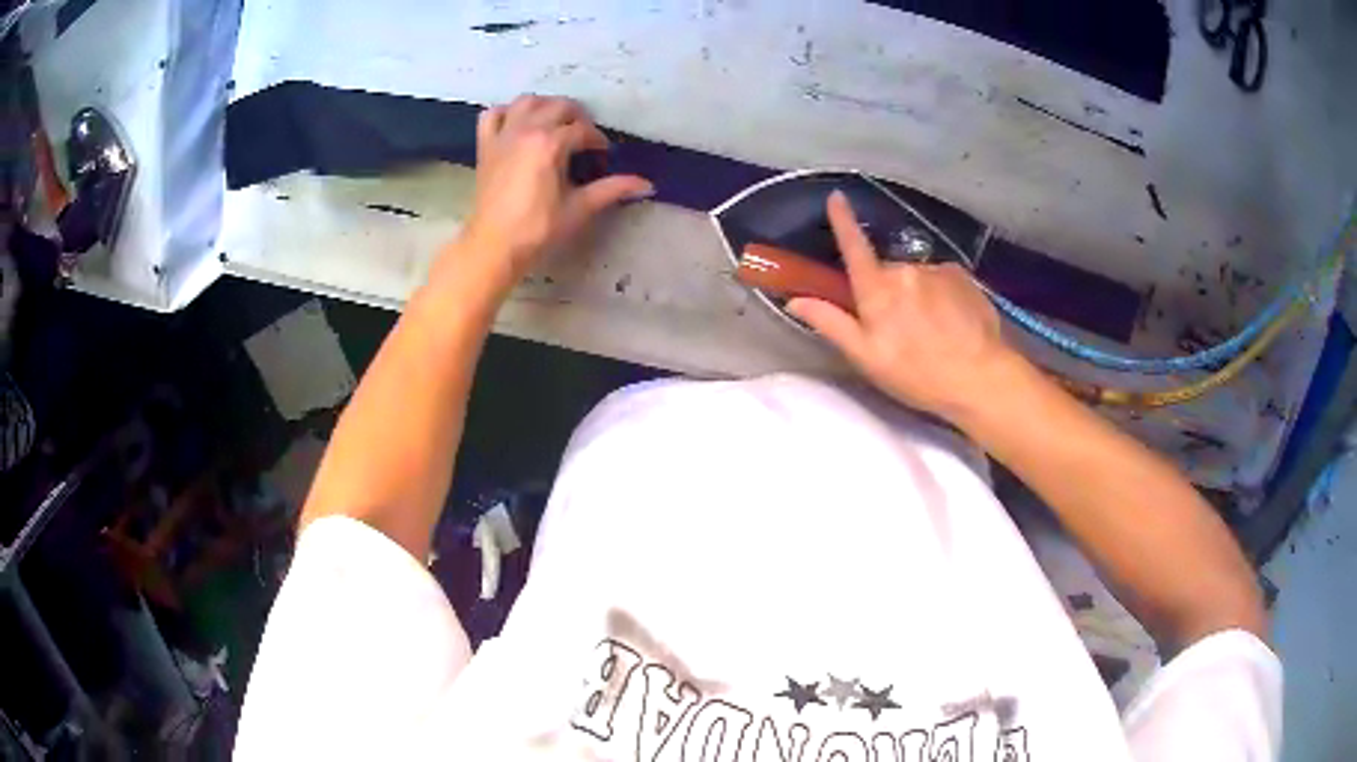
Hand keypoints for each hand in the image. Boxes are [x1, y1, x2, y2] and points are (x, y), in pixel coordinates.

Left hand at [457, 94, 653, 288]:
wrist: (494, 245)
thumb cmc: (538, 228)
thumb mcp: (580, 207)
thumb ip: (613, 189)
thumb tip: (647, 184)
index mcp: (551, 143)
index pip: (583, 130)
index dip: (597, 141)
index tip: (603, 156)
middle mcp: (526, 129)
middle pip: (558, 106)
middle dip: (577, 118)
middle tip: (585, 137)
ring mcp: (503, 135)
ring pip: (526, 101)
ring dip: (545, 106)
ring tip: (555, 123)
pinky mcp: (485, 145)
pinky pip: (493, 114)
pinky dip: (506, 113)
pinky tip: (517, 124)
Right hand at [788, 191, 1022, 421]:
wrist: (979, 378)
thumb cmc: (916, 374)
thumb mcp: (866, 357)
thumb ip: (831, 323)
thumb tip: (795, 300)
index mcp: (877, 289)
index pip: (854, 247)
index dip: (842, 221)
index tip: (836, 196)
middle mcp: (905, 270)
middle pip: (887, 272)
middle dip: (887, 291)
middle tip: (898, 329)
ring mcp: (936, 270)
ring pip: (917, 278)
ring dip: (917, 296)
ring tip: (931, 332)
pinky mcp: (963, 276)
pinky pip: (942, 280)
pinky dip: (941, 296)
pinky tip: (951, 324)